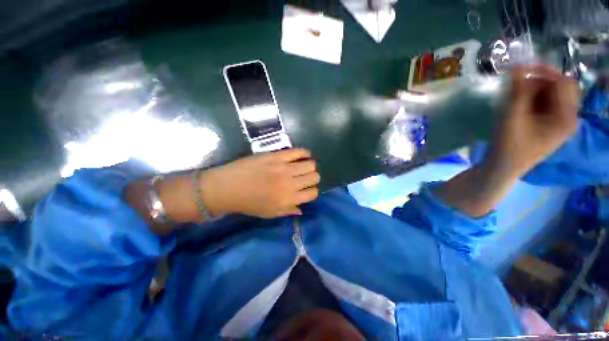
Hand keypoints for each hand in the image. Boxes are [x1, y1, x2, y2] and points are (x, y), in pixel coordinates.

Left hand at [201, 148, 319, 217]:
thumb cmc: (249, 203)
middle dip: (313, 178)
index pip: (313, 193)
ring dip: (310, 166)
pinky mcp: (277, 156)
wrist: (229, 187)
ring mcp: (284, 168)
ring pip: (310, 164)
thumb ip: (288, 211)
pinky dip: (304, 153)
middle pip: (315, 177)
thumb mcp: (270, 213)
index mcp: (289, 199)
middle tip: (305, 177)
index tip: (307, 189)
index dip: (312, 191)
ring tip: (303, 166)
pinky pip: (298, 151)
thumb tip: (302, 210)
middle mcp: (290, 183)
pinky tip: (303, 155)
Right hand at [487, 64, 578, 177]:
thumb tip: (517, 66)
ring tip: (516, 94)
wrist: (503, 167)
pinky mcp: (550, 124)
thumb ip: (518, 92)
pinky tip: (520, 103)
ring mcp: (560, 121)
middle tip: (518, 82)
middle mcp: (568, 117)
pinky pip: (547, 103)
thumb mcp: (512, 117)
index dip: (544, 71)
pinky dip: (534, 98)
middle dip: (541, 80)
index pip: (563, 82)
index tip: (522, 67)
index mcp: (566, 117)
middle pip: (561, 87)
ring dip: (536, 89)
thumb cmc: (508, 145)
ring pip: (553, 94)